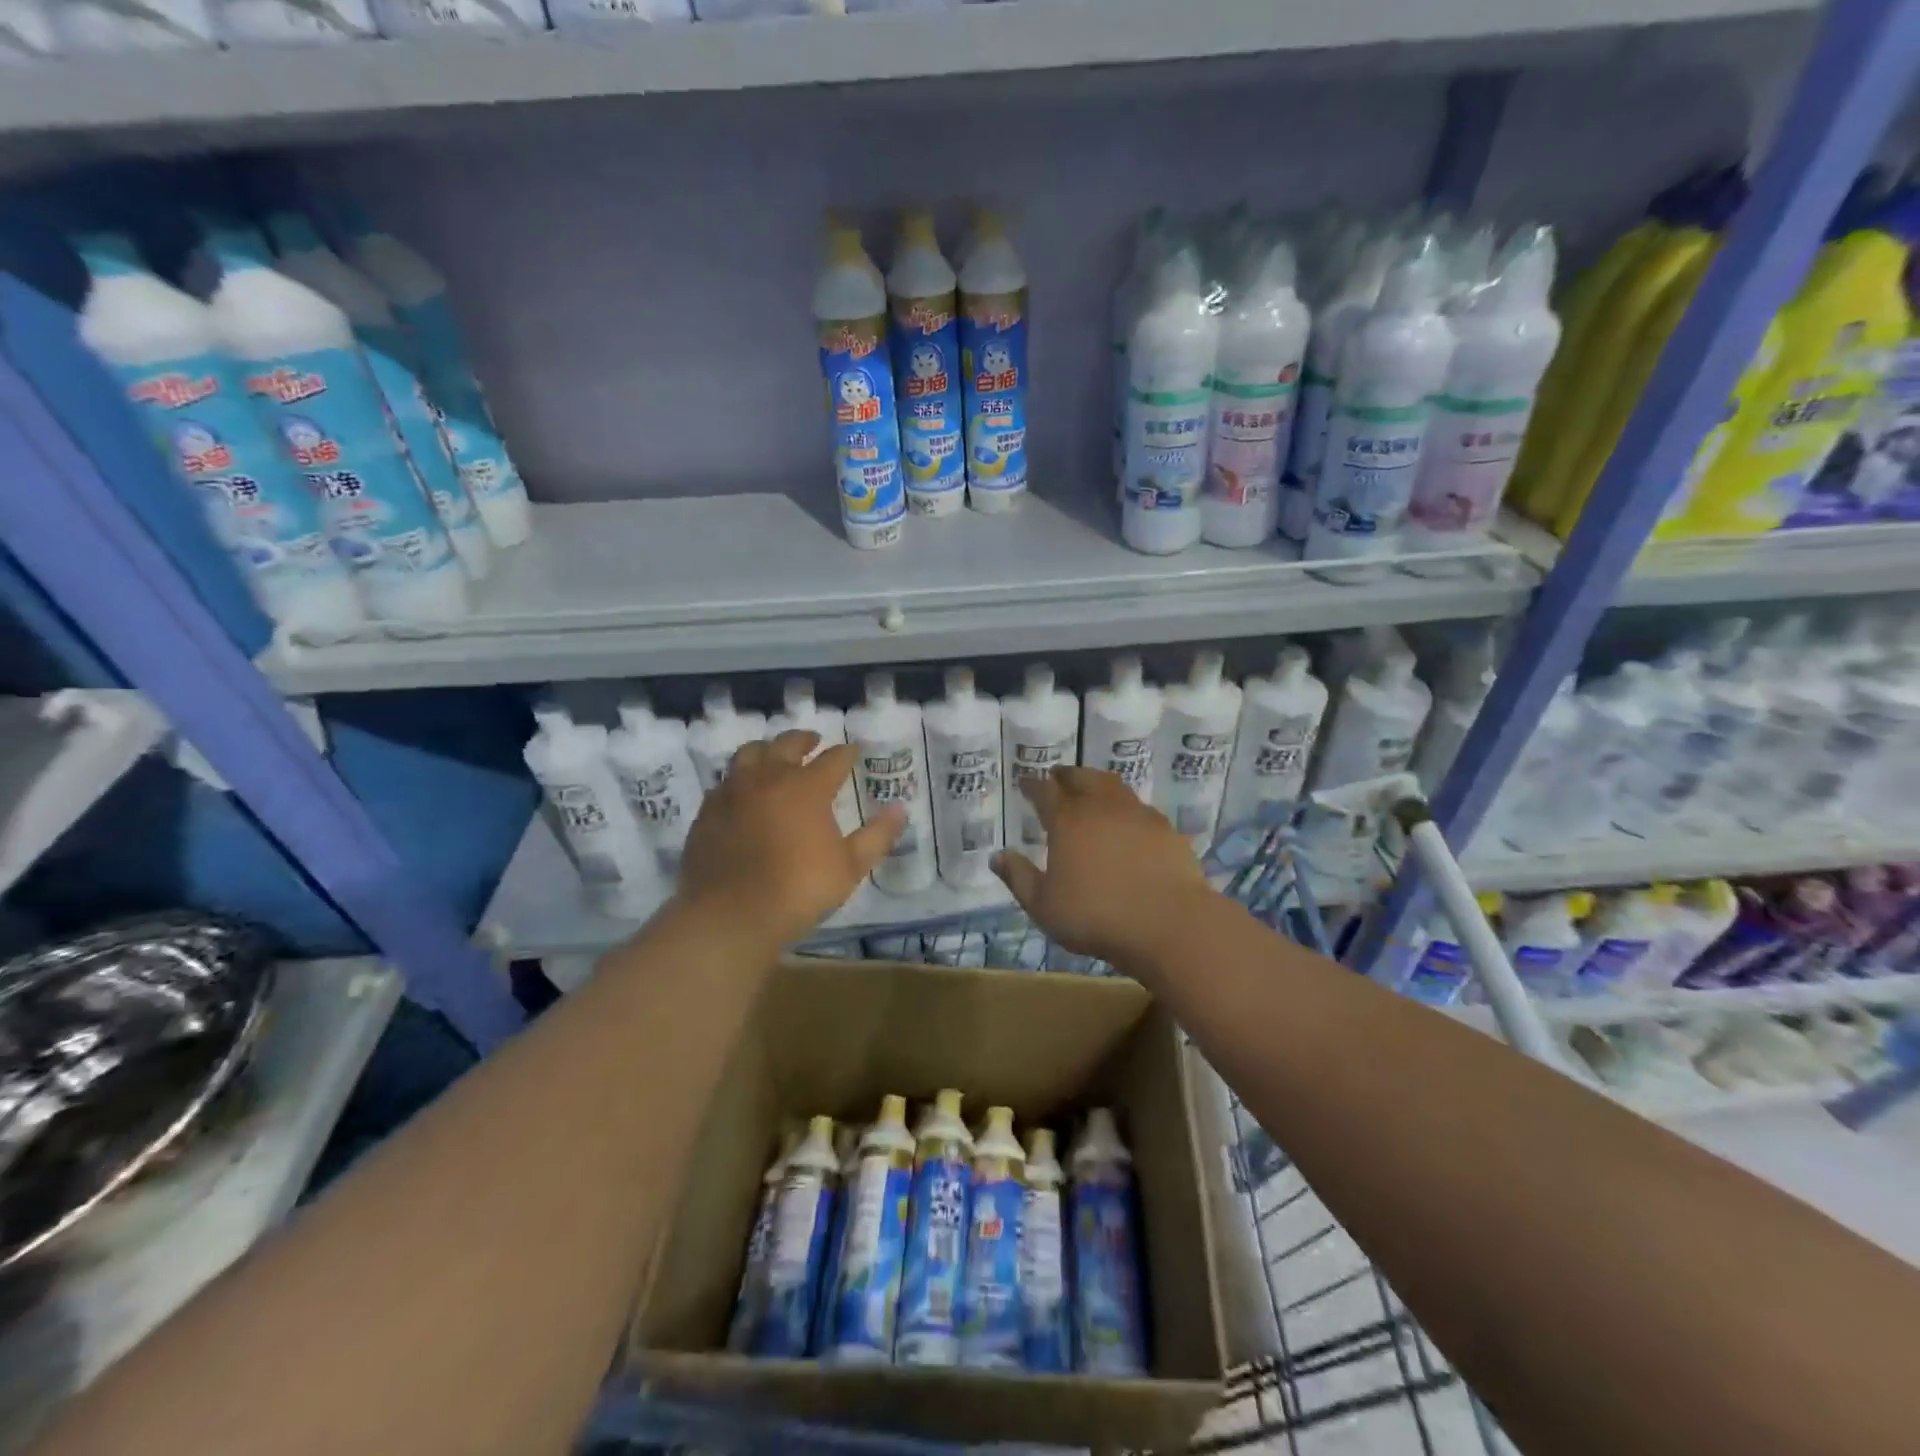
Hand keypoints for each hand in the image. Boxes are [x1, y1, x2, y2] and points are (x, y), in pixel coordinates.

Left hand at [677, 730, 902, 945]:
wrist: (730, 914)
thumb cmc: (798, 889)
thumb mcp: (850, 867)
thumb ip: (877, 835)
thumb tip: (899, 808)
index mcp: (807, 787)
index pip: (833, 759)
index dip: (847, 753)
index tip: (854, 750)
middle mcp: (769, 778)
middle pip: (787, 744)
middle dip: (804, 740)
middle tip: (813, 740)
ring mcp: (733, 792)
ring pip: (749, 754)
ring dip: (766, 750)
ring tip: (773, 755)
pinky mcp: (708, 811)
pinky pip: (725, 782)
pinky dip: (739, 779)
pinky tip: (742, 791)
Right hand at [991, 767, 1214, 965]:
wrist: (1168, 923)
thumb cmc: (1096, 916)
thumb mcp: (1044, 906)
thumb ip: (1019, 878)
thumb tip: (997, 857)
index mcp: (1068, 820)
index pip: (1045, 791)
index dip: (1033, 785)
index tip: (1025, 782)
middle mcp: (1101, 807)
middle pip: (1082, 777)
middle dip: (1066, 775)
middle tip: (1058, 776)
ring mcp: (1137, 814)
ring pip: (1113, 786)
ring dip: (1097, 782)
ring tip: (1091, 789)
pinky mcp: (1165, 829)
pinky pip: (1139, 808)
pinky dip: (1125, 807)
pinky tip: (1126, 821)